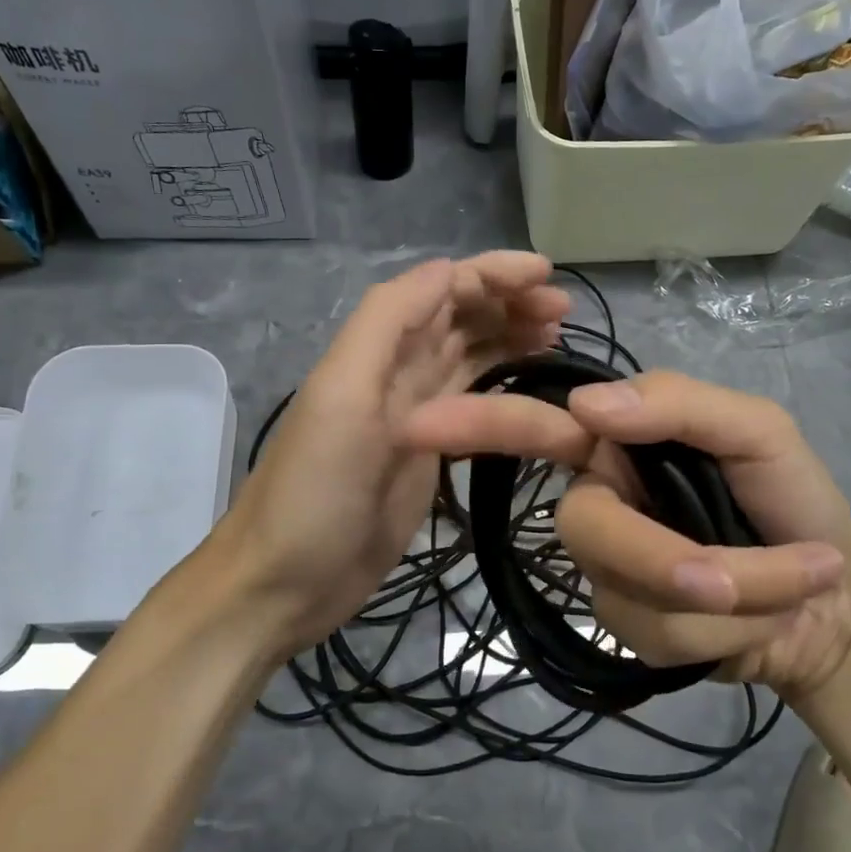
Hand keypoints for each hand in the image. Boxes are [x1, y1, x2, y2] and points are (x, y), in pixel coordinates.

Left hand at [192, 252, 570, 661]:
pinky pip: (475, 406)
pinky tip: (532, 386)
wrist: (286, 582)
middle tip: (564, 310)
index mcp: (377, 349)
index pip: (442, 290)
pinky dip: (505, 386)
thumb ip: (387, 322)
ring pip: (471, 357)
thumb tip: (447, 269)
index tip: (548, 275)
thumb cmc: (313, 489)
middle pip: (460, 319)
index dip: (492, 274)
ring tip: (558, 336)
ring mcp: (417, 417)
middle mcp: (397, 372)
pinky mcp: (430, 457)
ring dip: (512, 338)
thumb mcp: (342, 395)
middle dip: (510, 303)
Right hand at [403, 370, 850, 699]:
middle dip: (669, 556)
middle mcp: (598, 503)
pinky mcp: (626, 628)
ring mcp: (606, 572)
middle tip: (755, 572)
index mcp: (619, 447)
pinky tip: (755, 625)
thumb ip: (680, 405)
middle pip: (585, 529)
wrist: (837, 602)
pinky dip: (726, 632)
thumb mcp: (758, 434)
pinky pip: (655, 635)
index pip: (537, 428)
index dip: (476, 425)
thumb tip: (590, 404)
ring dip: (729, 598)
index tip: (414, 426)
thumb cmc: (795, 501)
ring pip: (629, 591)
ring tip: (786, 587)